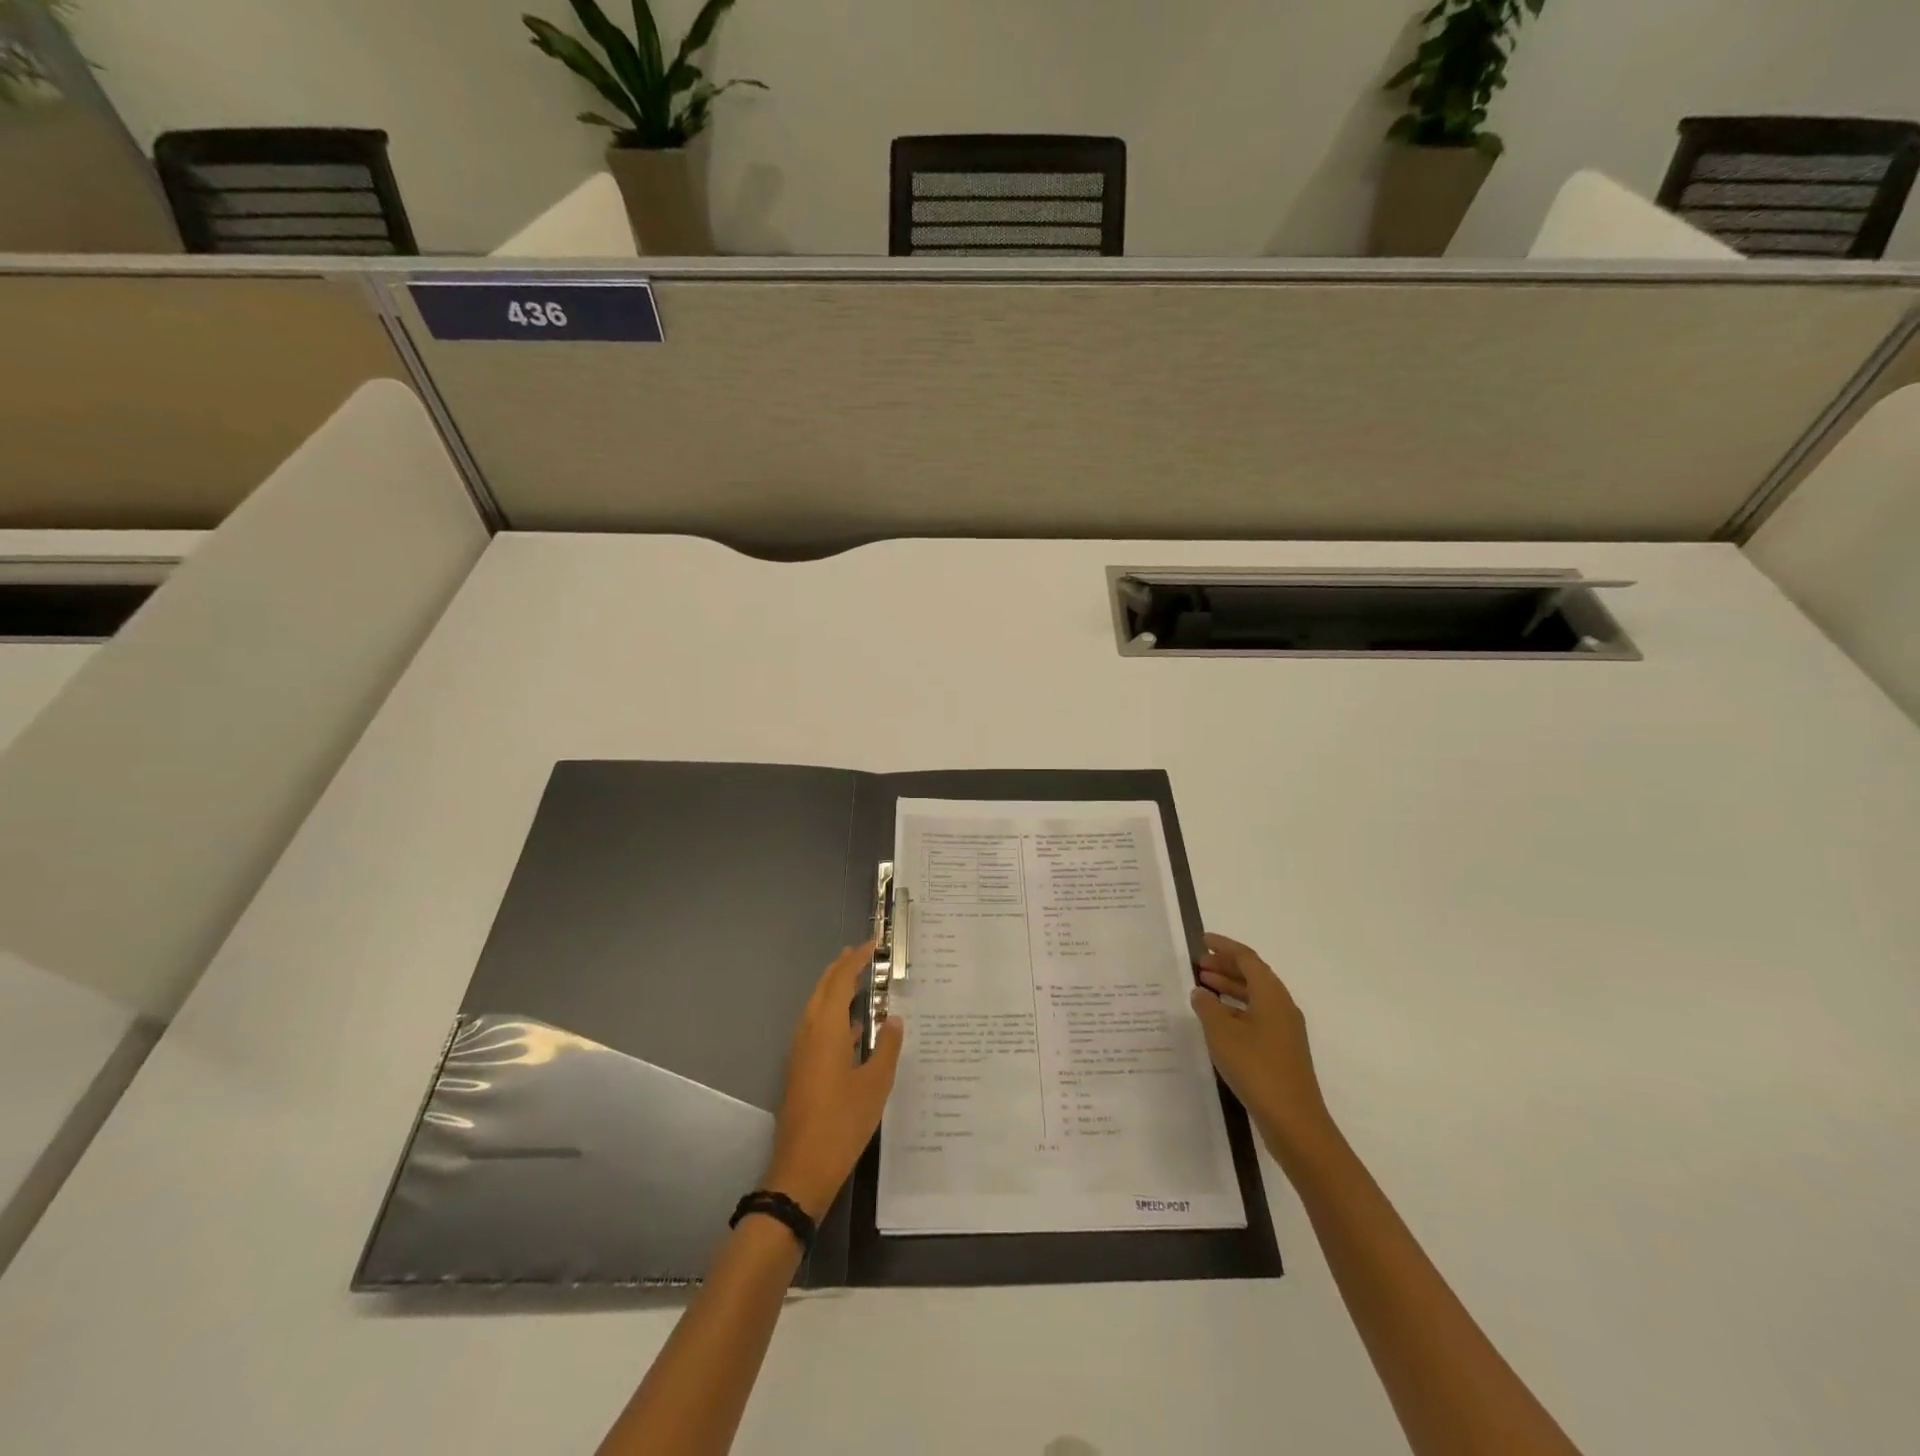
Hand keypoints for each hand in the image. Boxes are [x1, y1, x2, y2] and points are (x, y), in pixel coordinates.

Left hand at [764, 940, 904, 1220]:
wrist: (802, 1169)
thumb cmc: (842, 1123)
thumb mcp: (875, 1084)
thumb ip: (887, 1047)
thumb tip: (893, 1018)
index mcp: (826, 1029)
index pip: (841, 980)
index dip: (856, 958)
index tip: (873, 944)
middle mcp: (809, 1032)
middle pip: (823, 988)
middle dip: (841, 968)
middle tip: (863, 954)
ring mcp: (801, 1052)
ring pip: (817, 1007)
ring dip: (836, 991)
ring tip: (860, 983)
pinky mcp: (800, 1069)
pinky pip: (817, 1027)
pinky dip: (834, 1016)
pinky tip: (854, 1029)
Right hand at [1190, 932, 1336, 1164]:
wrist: (1293, 1120)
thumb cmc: (1256, 1068)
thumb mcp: (1222, 1033)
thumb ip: (1207, 1007)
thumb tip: (1201, 991)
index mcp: (1271, 995)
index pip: (1247, 958)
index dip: (1224, 946)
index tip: (1202, 940)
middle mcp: (1282, 1006)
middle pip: (1253, 975)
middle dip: (1226, 966)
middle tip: (1198, 964)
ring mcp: (1285, 1029)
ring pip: (1255, 996)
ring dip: (1230, 988)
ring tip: (1203, 987)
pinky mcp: (1282, 1050)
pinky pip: (1256, 1015)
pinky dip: (1236, 1009)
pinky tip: (1218, 1019)